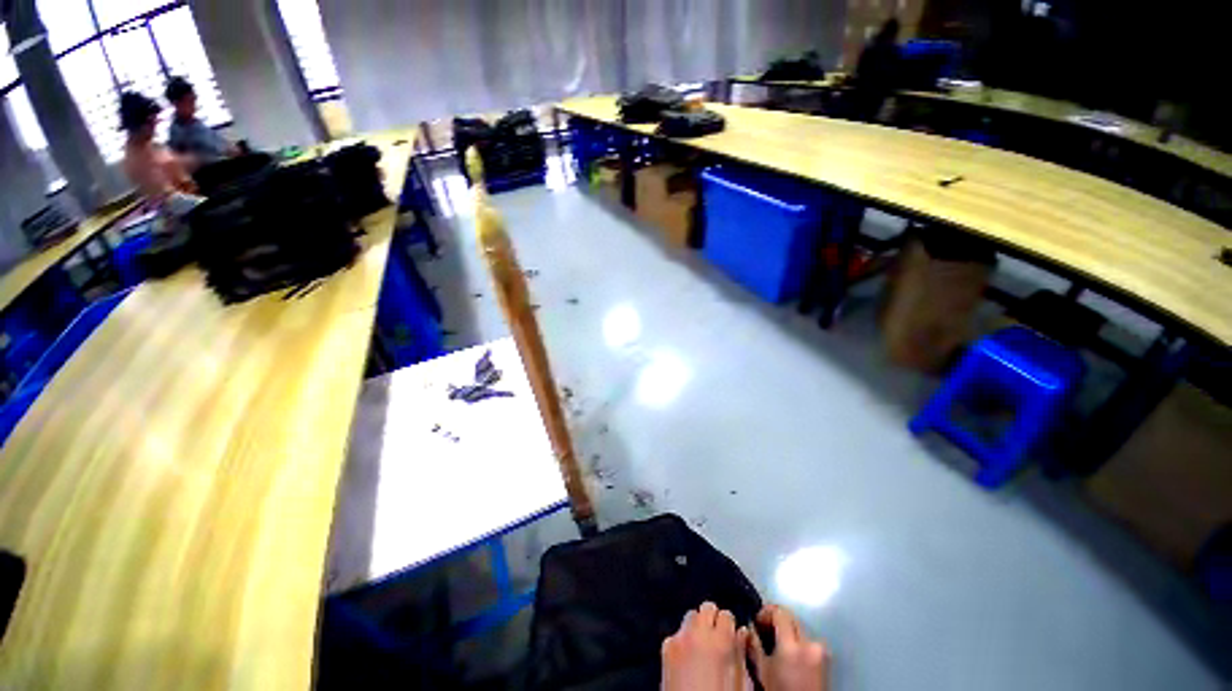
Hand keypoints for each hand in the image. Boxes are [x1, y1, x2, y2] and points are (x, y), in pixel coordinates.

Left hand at [662, 601, 751, 690]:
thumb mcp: (740, 685)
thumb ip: (741, 655)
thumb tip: (742, 632)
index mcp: (720, 641)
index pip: (727, 614)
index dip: (730, 625)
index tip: (731, 636)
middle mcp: (697, 632)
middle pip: (707, 607)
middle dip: (713, 619)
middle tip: (717, 637)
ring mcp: (678, 637)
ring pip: (691, 616)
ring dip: (698, 626)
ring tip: (702, 646)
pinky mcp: (665, 646)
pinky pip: (678, 632)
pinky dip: (685, 638)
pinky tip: (689, 657)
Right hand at [747, 605, 829, 690]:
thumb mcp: (763, 670)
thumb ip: (754, 645)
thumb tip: (748, 628)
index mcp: (793, 646)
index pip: (779, 613)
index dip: (765, 612)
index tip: (756, 620)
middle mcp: (810, 643)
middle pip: (791, 617)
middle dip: (776, 619)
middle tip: (763, 627)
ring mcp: (821, 650)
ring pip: (799, 627)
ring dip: (786, 628)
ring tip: (774, 640)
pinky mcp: (826, 657)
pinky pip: (808, 639)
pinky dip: (796, 639)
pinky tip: (788, 650)